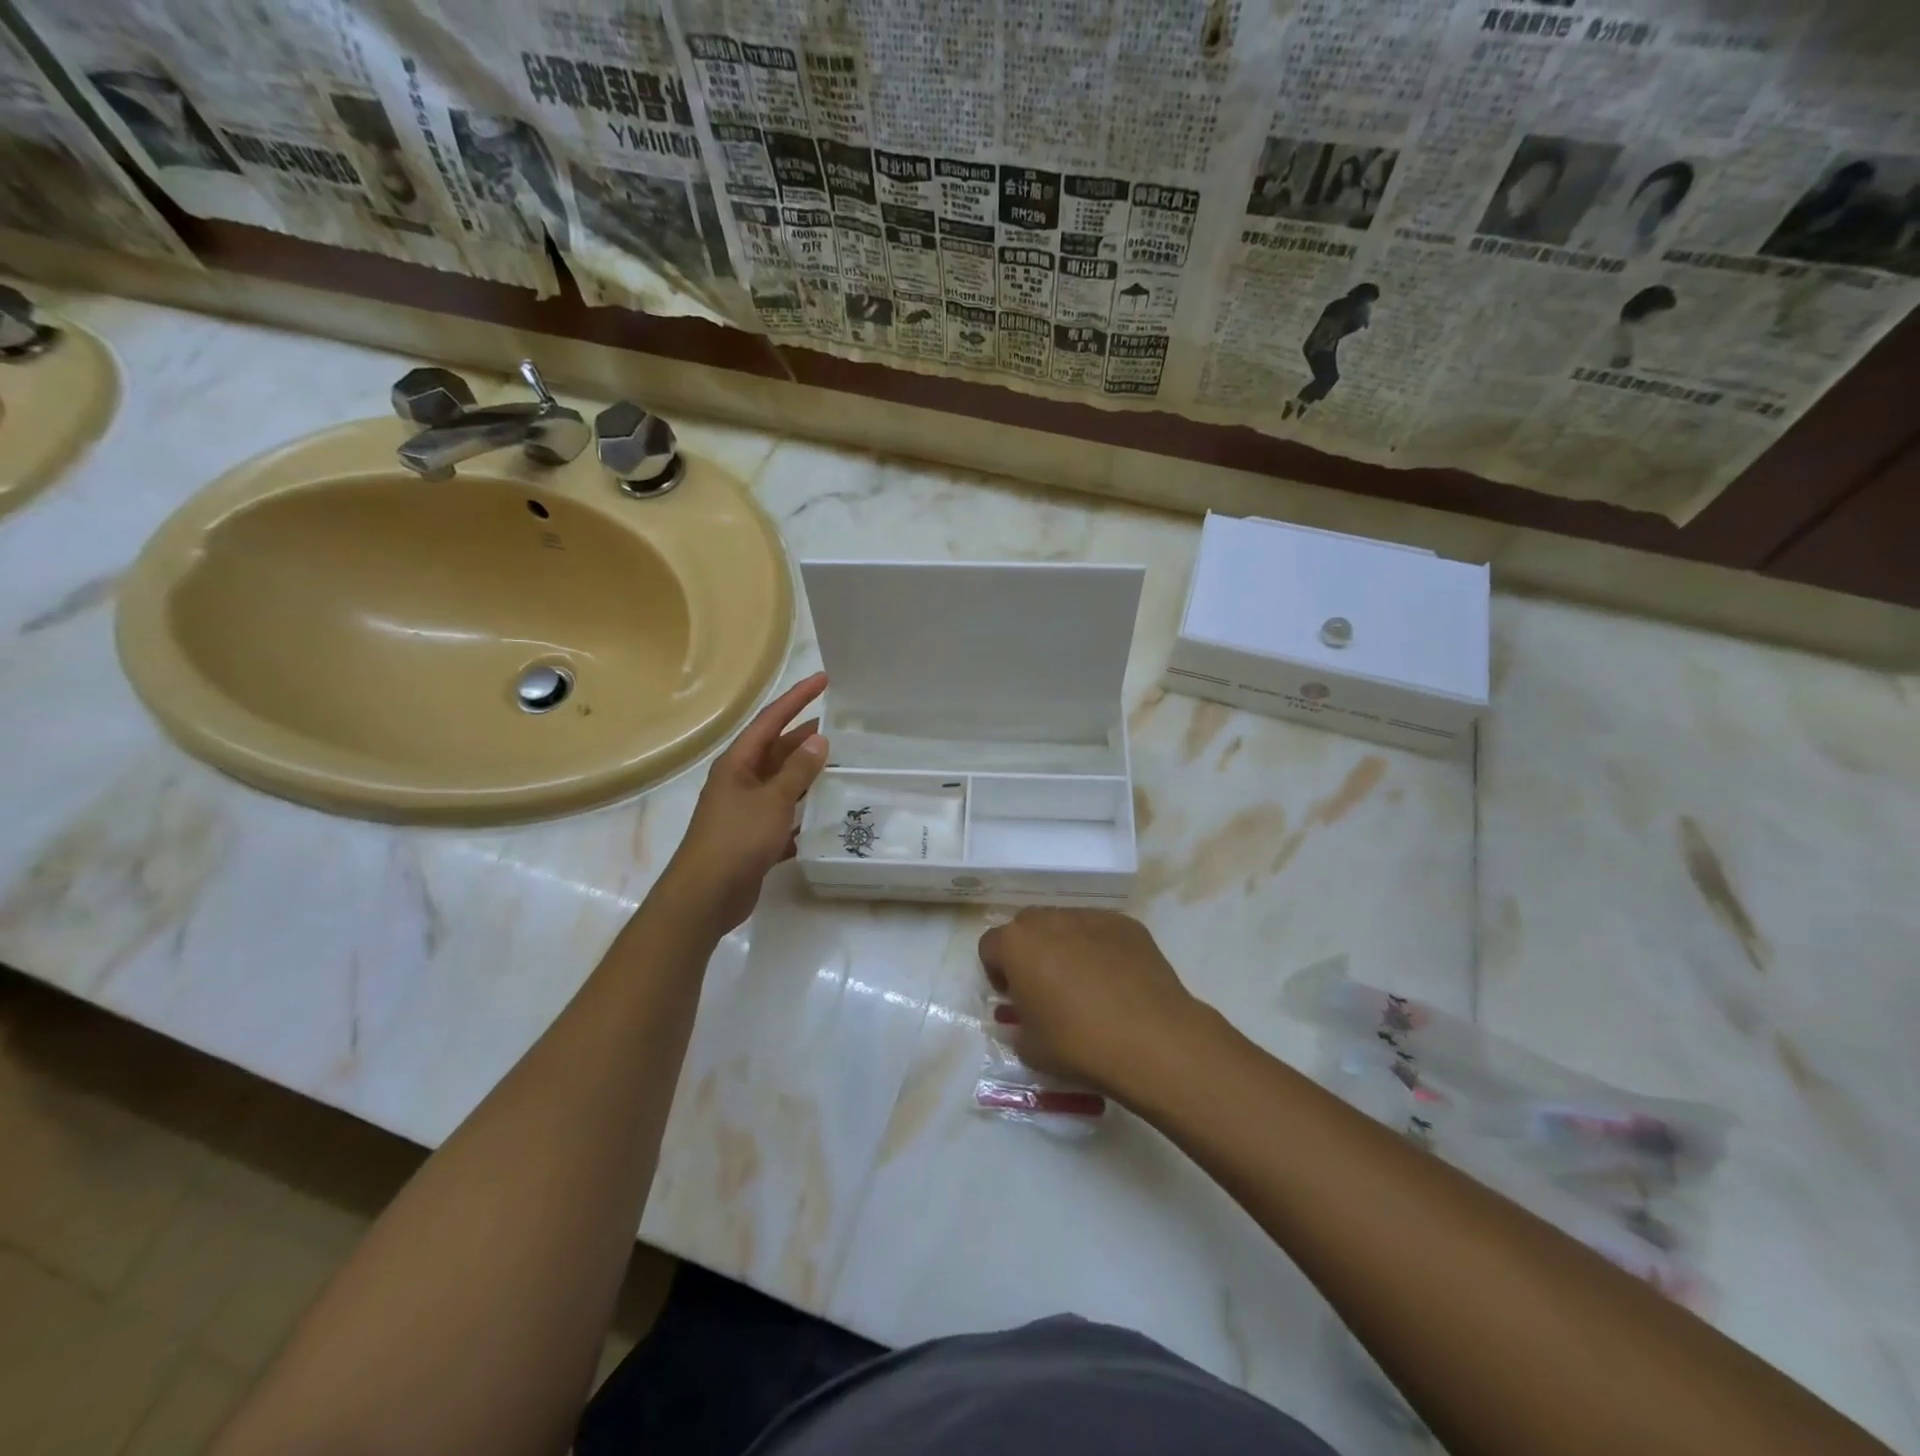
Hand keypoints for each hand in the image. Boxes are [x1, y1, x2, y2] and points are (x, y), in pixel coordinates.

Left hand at [659, 672, 828, 936]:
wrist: (706, 896)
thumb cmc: (737, 839)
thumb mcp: (772, 800)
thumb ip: (798, 770)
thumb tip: (819, 739)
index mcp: (738, 763)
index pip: (771, 720)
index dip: (797, 698)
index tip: (824, 680)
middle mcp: (740, 781)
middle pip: (777, 751)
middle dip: (806, 738)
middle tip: (842, 728)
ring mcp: (746, 811)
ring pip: (782, 785)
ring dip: (808, 777)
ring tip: (842, 767)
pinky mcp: (754, 839)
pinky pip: (784, 818)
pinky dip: (802, 815)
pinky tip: (826, 817)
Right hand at [977, 909, 1202, 1098]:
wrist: (1151, 1039)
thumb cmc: (1078, 1044)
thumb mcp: (1030, 1048)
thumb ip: (1017, 1027)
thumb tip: (1024, 1019)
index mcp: (1017, 944)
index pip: (990, 946)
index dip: (996, 972)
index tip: (1012, 998)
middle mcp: (1050, 920)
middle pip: (1027, 927)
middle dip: (1029, 952)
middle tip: (1044, 988)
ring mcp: (1091, 917)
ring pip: (1066, 925)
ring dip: (1064, 947)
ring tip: (1085, 985)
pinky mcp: (1127, 925)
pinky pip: (1101, 932)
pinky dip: (1100, 949)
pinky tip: (1116, 982)